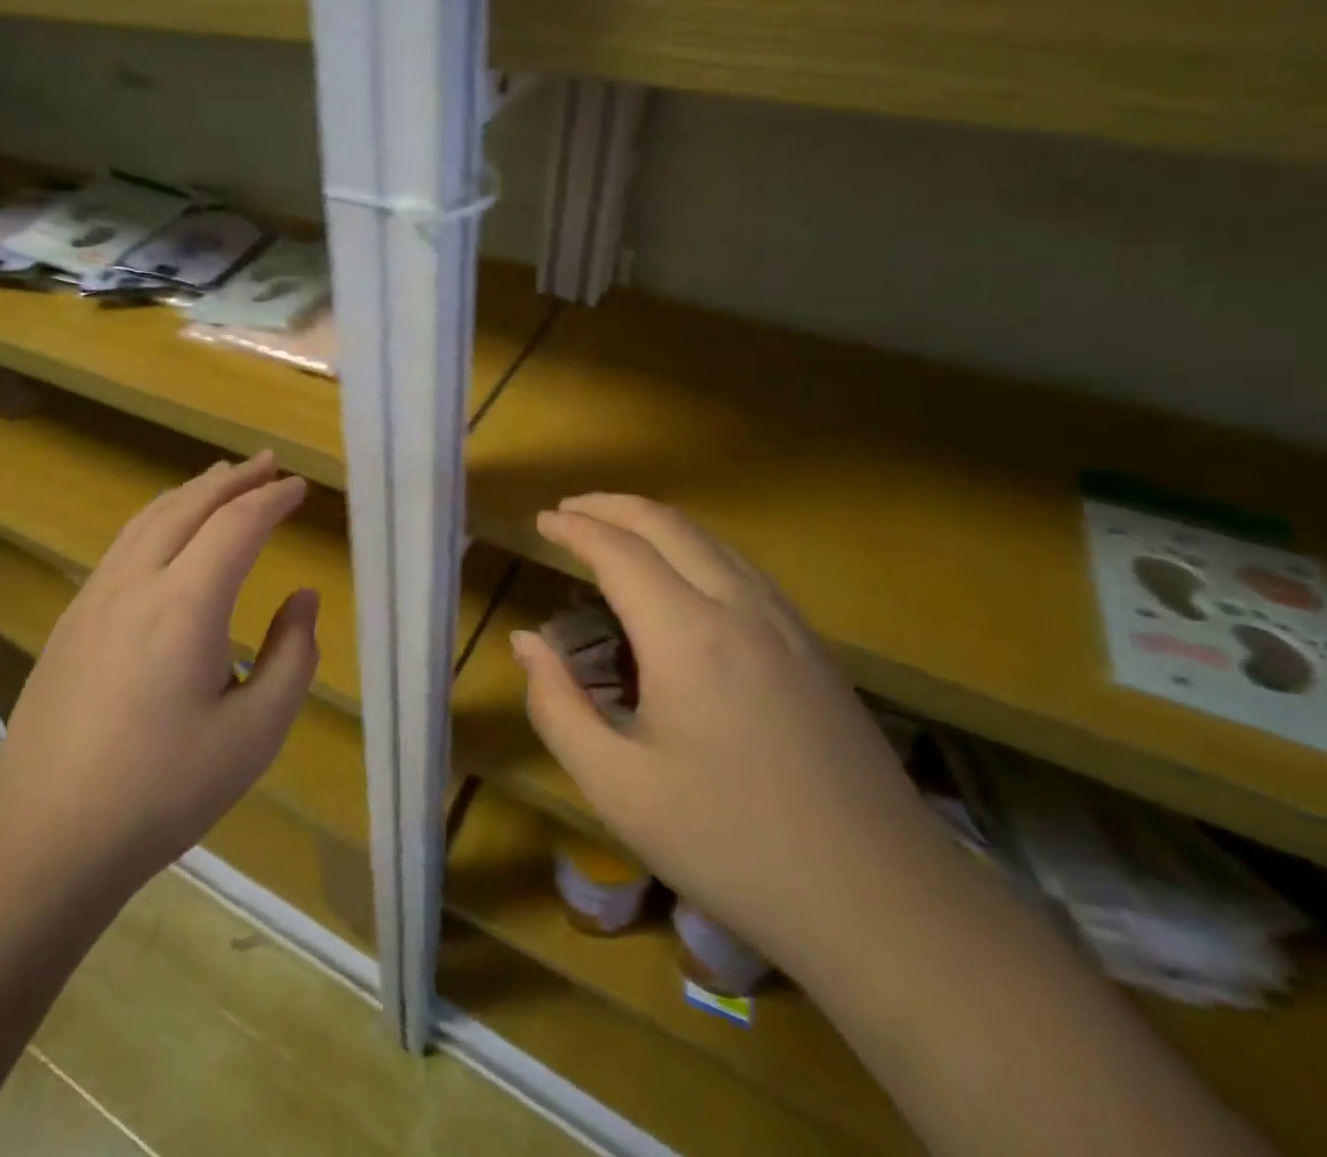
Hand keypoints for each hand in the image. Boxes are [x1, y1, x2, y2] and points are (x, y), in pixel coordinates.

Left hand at [0, 451, 319, 888]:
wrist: (47, 834)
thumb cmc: (163, 790)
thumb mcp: (255, 733)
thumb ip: (293, 657)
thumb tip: (302, 598)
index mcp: (185, 606)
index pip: (237, 525)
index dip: (272, 499)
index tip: (299, 487)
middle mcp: (136, 583)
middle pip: (188, 505)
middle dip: (233, 479)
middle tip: (267, 463)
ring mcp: (95, 597)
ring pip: (149, 517)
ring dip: (192, 491)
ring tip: (222, 477)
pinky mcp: (73, 617)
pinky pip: (124, 542)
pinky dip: (159, 515)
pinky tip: (168, 529)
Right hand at [515, 494, 948, 976]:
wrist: (883, 903)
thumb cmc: (731, 844)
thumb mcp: (617, 786)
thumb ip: (557, 706)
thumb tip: (526, 643)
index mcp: (688, 636)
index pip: (620, 552)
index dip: (575, 528)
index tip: (541, 521)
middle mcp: (740, 608)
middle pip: (669, 526)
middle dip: (612, 506)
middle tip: (568, 510)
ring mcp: (787, 624)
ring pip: (712, 541)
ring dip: (655, 522)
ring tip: (614, 530)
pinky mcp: (813, 648)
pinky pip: (742, 568)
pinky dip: (695, 548)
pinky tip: (682, 576)